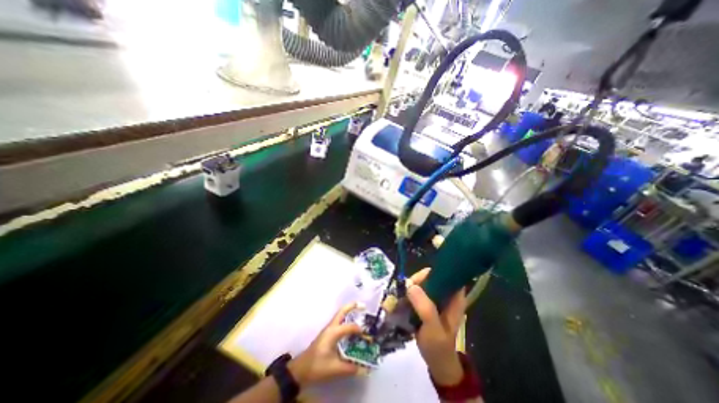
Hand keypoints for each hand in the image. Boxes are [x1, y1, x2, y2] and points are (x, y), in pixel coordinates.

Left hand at [288, 302, 365, 387]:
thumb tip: (365, 369)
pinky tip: (352, 327)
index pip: (349, 327)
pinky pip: (339, 322)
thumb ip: (350, 368)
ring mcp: (328, 329)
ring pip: (340, 315)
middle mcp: (331, 327)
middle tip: (363, 306)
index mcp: (333, 332)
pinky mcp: (328, 334)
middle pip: (342, 311)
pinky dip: (347, 319)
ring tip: (360, 313)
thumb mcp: (334, 368)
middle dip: (353, 306)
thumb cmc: (317, 366)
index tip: (367, 335)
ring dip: (350, 312)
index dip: (359, 330)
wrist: (300, 369)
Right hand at [404, 269, 466, 385]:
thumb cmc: (439, 347)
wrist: (437, 362)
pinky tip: (399, 301)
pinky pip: (415, 292)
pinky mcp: (426, 303)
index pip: (444, 274)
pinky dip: (407, 295)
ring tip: (399, 298)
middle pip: (429, 277)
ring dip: (408, 289)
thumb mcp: (434, 329)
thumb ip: (425, 308)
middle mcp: (445, 294)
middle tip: (404, 292)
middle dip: (415, 282)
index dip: (430, 274)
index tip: (415, 282)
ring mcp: (435, 298)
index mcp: (454, 297)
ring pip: (420, 284)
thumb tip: (410, 286)